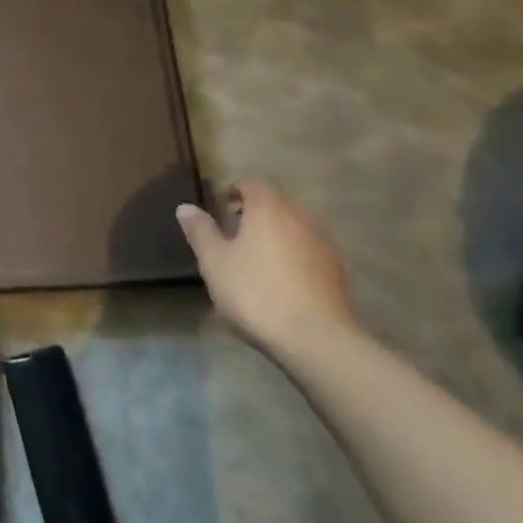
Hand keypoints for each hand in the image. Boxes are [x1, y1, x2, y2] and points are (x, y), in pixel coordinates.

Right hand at [177, 181, 357, 356]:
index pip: (252, 182)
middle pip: (276, 203)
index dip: (234, 190)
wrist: (317, 340)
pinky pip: (308, 251)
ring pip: (294, 227)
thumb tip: (186, 207)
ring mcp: (323, 245)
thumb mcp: (214, 262)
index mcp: (269, 208)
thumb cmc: (256, 292)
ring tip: (255, 258)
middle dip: (255, 212)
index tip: (220, 208)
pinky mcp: (337, 273)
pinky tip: (279, 281)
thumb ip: (201, 231)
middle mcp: (300, 217)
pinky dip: (293, 255)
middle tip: (233, 232)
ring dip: (275, 234)